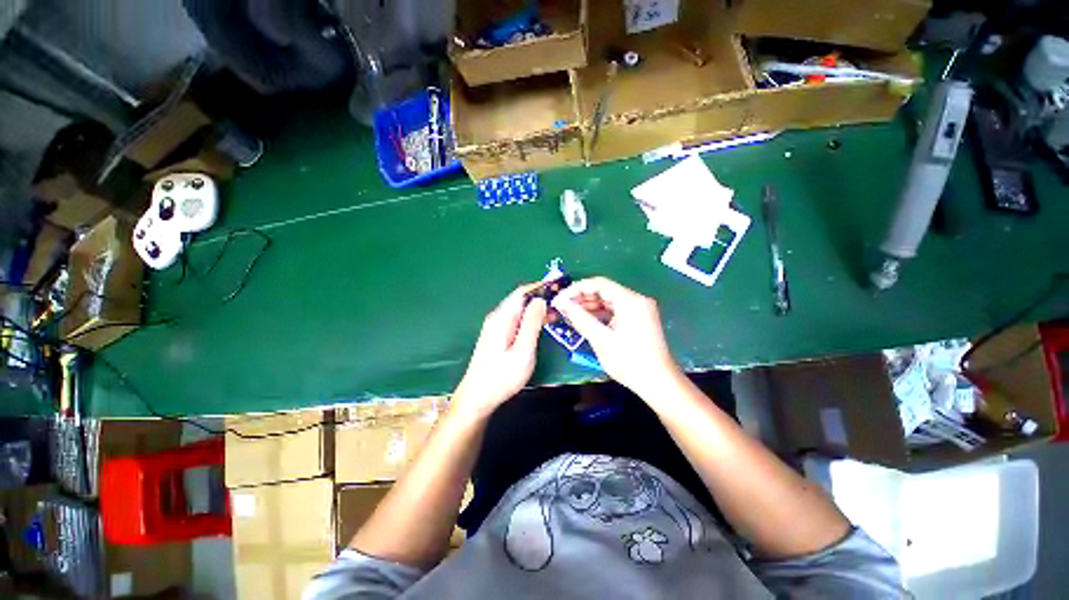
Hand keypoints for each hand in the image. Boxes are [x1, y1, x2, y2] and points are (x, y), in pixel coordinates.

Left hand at [453, 285, 546, 418]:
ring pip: (519, 310)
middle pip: (520, 299)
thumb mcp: (522, 351)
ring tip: (555, 316)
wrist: (477, 397)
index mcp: (502, 318)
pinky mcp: (496, 335)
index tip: (558, 287)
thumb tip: (540, 300)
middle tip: (561, 306)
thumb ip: (531, 324)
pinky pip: (515, 319)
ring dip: (536, 309)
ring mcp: (495, 326)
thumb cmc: (502, 377)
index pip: (522, 292)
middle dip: (541, 298)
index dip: (540, 287)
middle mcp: (497, 317)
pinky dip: (530, 318)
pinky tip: (540, 326)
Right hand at [552, 277, 682, 397]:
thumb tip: (562, 304)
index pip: (599, 284)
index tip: (560, 299)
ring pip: (609, 300)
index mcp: (630, 301)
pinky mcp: (638, 318)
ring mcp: (639, 309)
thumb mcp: (601, 340)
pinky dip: (600, 314)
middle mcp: (636, 300)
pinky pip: (615, 310)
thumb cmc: (630, 362)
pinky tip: (586, 320)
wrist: (658, 382)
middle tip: (562, 308)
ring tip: (570, 314)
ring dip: (589, 306)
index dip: (576, 289)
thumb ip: (580, 318)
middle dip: (582, 298)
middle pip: (604, 290)